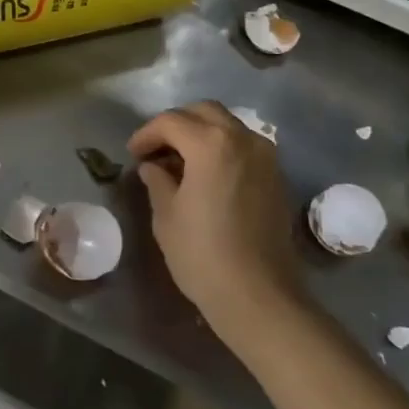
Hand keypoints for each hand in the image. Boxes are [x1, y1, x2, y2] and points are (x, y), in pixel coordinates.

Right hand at [128, 101, 300, 338]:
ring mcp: (265, 157)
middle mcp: (243, 139)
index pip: (171, 122)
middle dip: (176, 124)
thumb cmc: (203, 254)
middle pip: (204, 112)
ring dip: (201, 134)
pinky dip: (222, 148)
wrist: (259, 296)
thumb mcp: (167, 216)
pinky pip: (244, 146)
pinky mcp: (276, 177)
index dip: (146, 134)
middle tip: (155, 149)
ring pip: (228, 126)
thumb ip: (158, 181)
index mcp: (211, 144)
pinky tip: (206, 175)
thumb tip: (153, 167)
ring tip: (179, 161)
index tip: (132, 154)